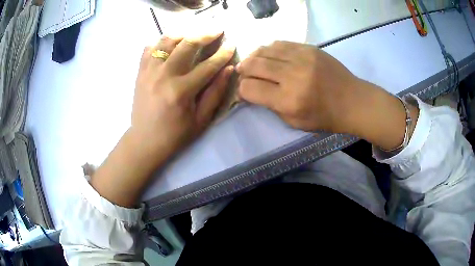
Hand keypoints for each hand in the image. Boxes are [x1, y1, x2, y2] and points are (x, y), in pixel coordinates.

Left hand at [91, 33, 234, 206]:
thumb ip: (215, 93)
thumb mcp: (201, 120)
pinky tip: (170, 45)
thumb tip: (229, 69)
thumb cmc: (175, 135)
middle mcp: (164, 76)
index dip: (223, 53)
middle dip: (206, 34)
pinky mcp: (140, 72)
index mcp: (181, 91)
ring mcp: (149, 71)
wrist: (145, 141)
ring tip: (194, 34)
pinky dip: (160, 42)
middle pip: (187, 44)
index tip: (232, 44)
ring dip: (184, 33)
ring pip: (167, 41)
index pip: (208, 65)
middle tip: (217, 29)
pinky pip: (149, 48)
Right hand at [237, 41, 362, 132]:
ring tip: (253, 62)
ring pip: (265, 50)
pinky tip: (270, 55)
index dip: (242, 90)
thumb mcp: (294, 121)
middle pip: (254, 65)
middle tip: (243, 72)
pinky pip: (280, 43)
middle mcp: (293, 76)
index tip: (245, 91)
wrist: (352, 100)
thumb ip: (271, 106)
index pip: (250, 88)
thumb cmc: (324, 117)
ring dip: (254, 56)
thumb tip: (252, 90)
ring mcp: (302, 58)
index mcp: (288, 101)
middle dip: (243, 69)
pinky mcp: (309, 48)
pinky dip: (270, 49)